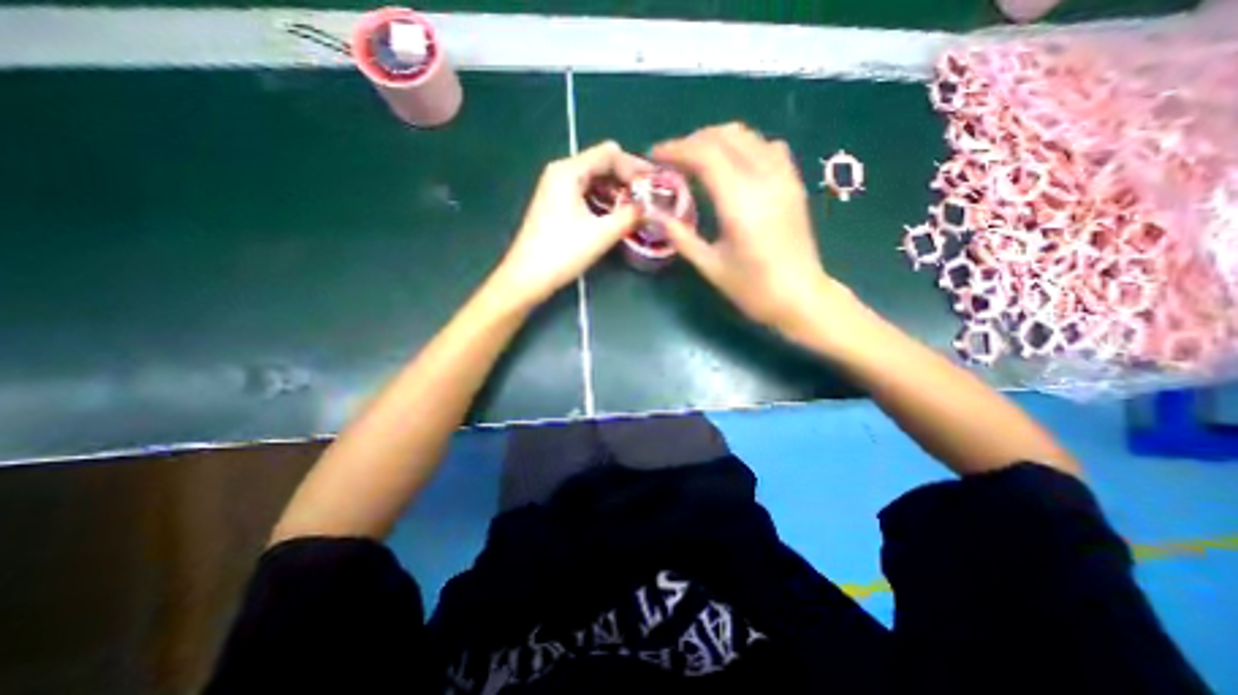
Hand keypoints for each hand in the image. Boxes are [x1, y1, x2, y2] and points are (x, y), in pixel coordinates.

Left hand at [491, 140, 650, 305]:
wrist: (528, 277)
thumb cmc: (562, 252)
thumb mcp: (601, 234)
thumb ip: (630, 216)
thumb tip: (651, 208)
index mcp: (569, 171)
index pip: (609, 154)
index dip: (635, 168)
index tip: (654, 187)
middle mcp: (561, 172)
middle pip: (602, 164)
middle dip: (627, 179)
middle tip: (649, 198)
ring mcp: (556, 188)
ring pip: (595, 180)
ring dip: (617, 191)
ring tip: (637, 208)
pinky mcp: (556, 204)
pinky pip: (586, 193)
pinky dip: (604, 200)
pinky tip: (617, 215)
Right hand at [649, 126, 841, 339]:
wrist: (801, 297)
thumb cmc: (753, 288)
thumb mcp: (710, 266)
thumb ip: (680, 236)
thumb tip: (653, 214)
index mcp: (740, 202)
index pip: (705, 155)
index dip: (676, 149)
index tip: (654, 155)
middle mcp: (764, 179)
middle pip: (724, 137)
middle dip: (692, 141)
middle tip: (671, 159)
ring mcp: (784, 178)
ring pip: (747, 136)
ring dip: (716, 140)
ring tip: (696, 159)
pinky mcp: (793, 183)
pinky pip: (767, 147)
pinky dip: (743, 146)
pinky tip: (732, 165)